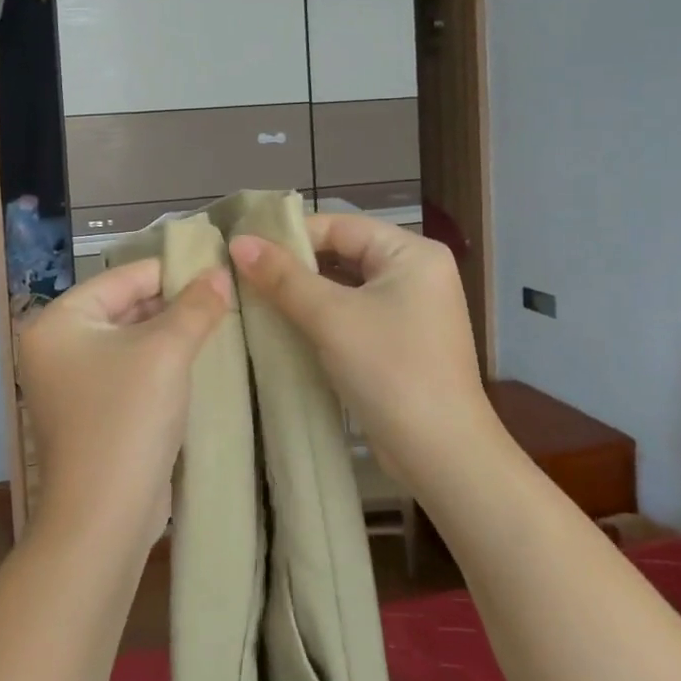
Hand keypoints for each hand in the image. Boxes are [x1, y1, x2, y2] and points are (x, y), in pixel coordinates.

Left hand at [16, 259, 231, 547]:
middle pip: (123, 308)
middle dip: (172, 304)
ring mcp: (69, 383)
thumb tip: (221, 272)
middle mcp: (55, 347)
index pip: (122, 278)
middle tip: (223, 297)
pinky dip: (159, 364)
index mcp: (59, 322)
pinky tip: (198, 360)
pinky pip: (128, 372)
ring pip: (129, 342)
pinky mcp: (89, 413)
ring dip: (169, 334)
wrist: (104, 516)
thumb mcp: (166, 351)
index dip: (170, 271)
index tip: (215, 266)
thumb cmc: (127, 417)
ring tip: (218, 323)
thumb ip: (195, 306)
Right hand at [229, 214, 490, 492]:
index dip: (291, 235)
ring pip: (345, 286)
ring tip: (255, 297)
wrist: (442, 454)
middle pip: (344, 253)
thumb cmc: (391, 371)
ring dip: (304, 293)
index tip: (245, 249)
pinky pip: (353, 314)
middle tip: (244, 274)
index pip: (340, 226)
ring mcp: (411, 309)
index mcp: (412, 253)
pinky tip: (285, 326)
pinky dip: (321, 317)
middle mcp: (416, 273)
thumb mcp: (332, 317)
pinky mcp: (401, 341)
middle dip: (295, 265)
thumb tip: (238, 242)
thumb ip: (283, 277)